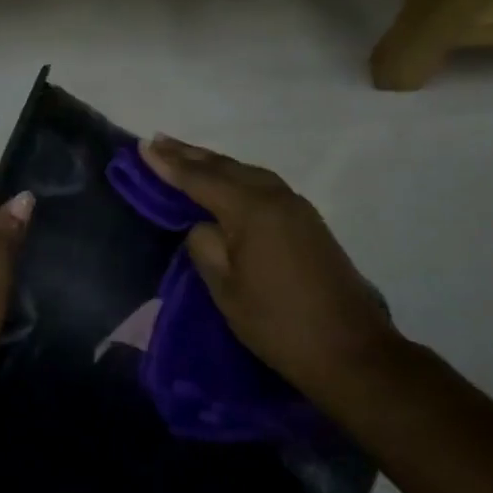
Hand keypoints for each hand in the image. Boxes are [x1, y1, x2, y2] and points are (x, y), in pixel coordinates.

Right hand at [139, 135, 403, 406]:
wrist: (350, 351)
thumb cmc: (278, 324)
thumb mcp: (226, 289)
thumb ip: (205, 247)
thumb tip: (204, 225)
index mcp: (251, 210)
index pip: (200, 179)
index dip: (168, 163)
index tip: (142, 146)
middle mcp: (276, 197)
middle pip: (225, 167)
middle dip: (189, 155)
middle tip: (158, 141)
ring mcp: (297, 208)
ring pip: (247, 173)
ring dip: (214, 164)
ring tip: (185, 156)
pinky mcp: (309, 223)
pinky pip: (263, 186)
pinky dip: (237, 178)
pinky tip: (227, 182)